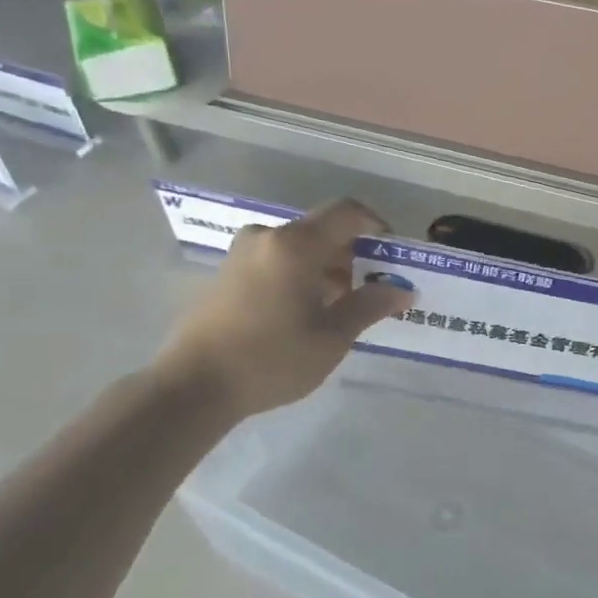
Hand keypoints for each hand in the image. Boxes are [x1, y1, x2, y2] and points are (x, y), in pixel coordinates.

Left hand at [152, 199, 412, 419]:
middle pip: (322, 231)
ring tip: (336, 311)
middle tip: (368, 294)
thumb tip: (403, 289)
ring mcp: (242, 254)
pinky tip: (302, 315)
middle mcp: (267, 237)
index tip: (392, 256)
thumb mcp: (332, 337)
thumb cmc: (272, 359)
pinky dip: (299, 277)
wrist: (194, 385)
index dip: (376, 226)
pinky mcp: (227, 273)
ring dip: (325, 269)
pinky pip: (275, 261)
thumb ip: (370, 306)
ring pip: (298, 248)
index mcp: (295, 244)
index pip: (347, 212)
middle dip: (352, 257)